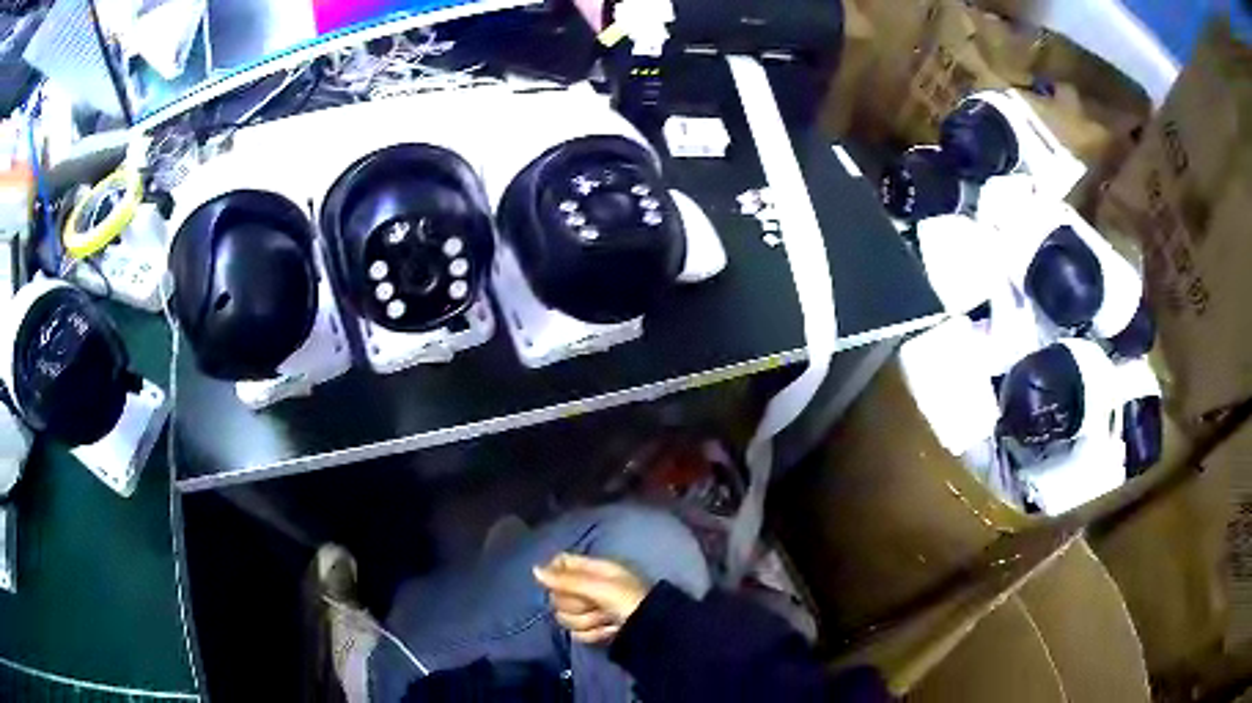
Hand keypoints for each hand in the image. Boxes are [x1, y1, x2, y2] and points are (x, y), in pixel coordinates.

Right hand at [533, 553, 649, 644]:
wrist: (651, 630)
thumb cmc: (629, 600)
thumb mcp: (599, 587)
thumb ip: (567, 580)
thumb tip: (535, 570)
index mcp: (592, 569)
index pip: (560, 563)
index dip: (555, 573)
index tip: (561, 584)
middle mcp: (587, 587)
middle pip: (558, 594)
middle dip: (577, 605)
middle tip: (597, 605)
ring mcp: (589, 610)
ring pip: (565, 617)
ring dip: (588, 621)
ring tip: (608, 619)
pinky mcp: (591, 629)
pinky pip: (576, 633)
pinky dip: (594, 634)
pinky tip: (610, 631)